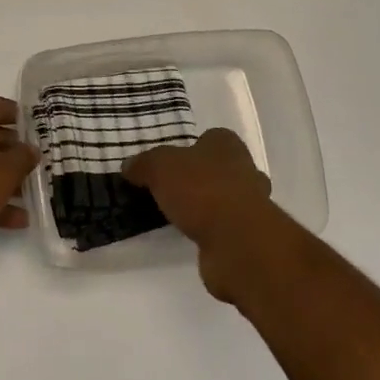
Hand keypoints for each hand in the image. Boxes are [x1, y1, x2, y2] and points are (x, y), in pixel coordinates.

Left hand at [0, 96, 39, 264]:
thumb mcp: (4, 171)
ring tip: (31, 200)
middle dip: (17, 156)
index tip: (43, 139)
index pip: (5, 107)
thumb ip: (23, 158)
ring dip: (5, 182)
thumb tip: (31, 149)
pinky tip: (13, 221)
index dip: (26, 122)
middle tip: (40, 171)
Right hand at [124, 129, 278, 301]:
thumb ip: (144, 164)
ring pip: (224, 198)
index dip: (190, 148)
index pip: (210, 138)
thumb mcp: (160, 167)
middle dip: (199, 178)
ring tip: (175, 215)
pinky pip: (223, 226)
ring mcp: (251, 204)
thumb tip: (129, 166)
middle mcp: (245, 169)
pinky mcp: (247, 235)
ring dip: (205, 206)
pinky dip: (208, 230)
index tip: (170, 163)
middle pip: (219, 168)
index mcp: (227, 144)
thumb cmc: (201, 190)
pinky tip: (188, 235)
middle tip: (170, 190)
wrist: (237, 242)